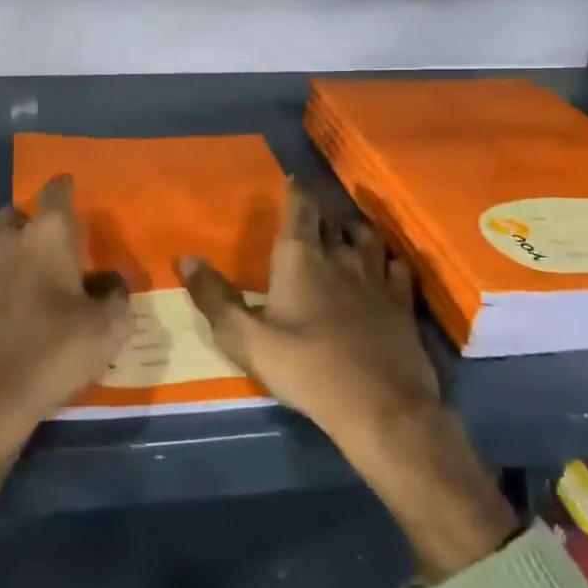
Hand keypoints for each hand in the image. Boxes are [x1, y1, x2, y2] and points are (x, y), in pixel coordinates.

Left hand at [0, 175, 132, 451]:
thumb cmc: (57, 351)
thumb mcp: (108, 327)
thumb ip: (117, 297)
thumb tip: (112, 283)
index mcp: (48, 237)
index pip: (55, 194)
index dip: (64, 185)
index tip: (71, 181)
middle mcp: (12, 242)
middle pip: (15, 211)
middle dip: (31, 211)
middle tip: (51, 224)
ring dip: (6, 231)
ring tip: (23, 242)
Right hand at [178, 184, 438, 448]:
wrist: (380, 407)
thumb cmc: (306, 369)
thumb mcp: (246, 339)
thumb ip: (214, 298)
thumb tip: (185, 259)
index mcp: (301, 258)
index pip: (301, 208)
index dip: (296, 191)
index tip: (292, 180)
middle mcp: (340, 256)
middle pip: (332, 219)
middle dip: (321, 212)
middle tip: (311, 212)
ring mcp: (376, 277)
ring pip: (368, 237)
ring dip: (354, 230)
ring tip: (346, 233)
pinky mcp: (402, 302)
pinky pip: (398, 266)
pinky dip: (388, 260)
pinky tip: (385, 268)